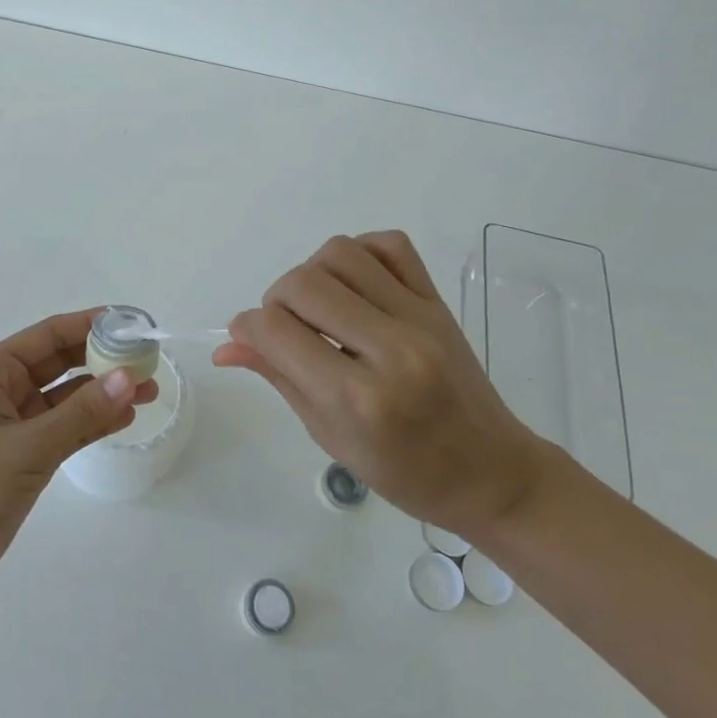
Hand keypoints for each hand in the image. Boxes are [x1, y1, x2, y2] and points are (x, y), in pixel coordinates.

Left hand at [0, 309, 157, 597]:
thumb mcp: (28, 447)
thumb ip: (81, 413)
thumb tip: (129, 377)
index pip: (49, 335)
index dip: (92, 325)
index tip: (133, 323)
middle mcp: (5, 388)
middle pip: (62, 361)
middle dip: (104, 359)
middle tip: (149, 359)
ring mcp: (17, 422)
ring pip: (69, 396)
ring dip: (105, 392)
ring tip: (149, 390)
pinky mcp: (26, 453)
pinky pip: (67, 426)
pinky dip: (94, 421)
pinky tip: (125, 418)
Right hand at [213, 231, 549, 539]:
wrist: (489, 473)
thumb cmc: (405, 473)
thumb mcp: (330, 437)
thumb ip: (279, 378)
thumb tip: (227, 344)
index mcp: (357, 399)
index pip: (276, 331)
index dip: (247, 327)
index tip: (248, 336)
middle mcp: (389, 349)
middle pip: (303, 284)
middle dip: (276, 300)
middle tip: (286, 328)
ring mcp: (419, 318)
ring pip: (340, 253)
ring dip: (313, 273)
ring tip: (320, 306)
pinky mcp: (438, 301)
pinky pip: (390, 244)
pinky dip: (359, 252)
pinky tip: (354, 285)